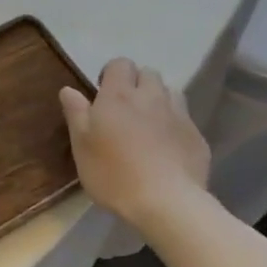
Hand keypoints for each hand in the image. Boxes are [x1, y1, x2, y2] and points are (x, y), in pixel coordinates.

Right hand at [59, 58, 212, 232]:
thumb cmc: (114, 173)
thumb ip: (76, 113)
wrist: (166, 202)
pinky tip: (167, 149)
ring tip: (148, 125)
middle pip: (148, 73)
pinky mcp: (197, 136)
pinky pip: (184, 120)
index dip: (111, 74)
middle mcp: (152, 97)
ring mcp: (179, 115)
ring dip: (158, 100)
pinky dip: (174, 125)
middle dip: (137, 84)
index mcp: (119, 95)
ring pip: (171, 93)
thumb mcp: (81, 146)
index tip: (102, 96)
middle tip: (125, 110)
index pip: (120, 64)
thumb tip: (69, 89)